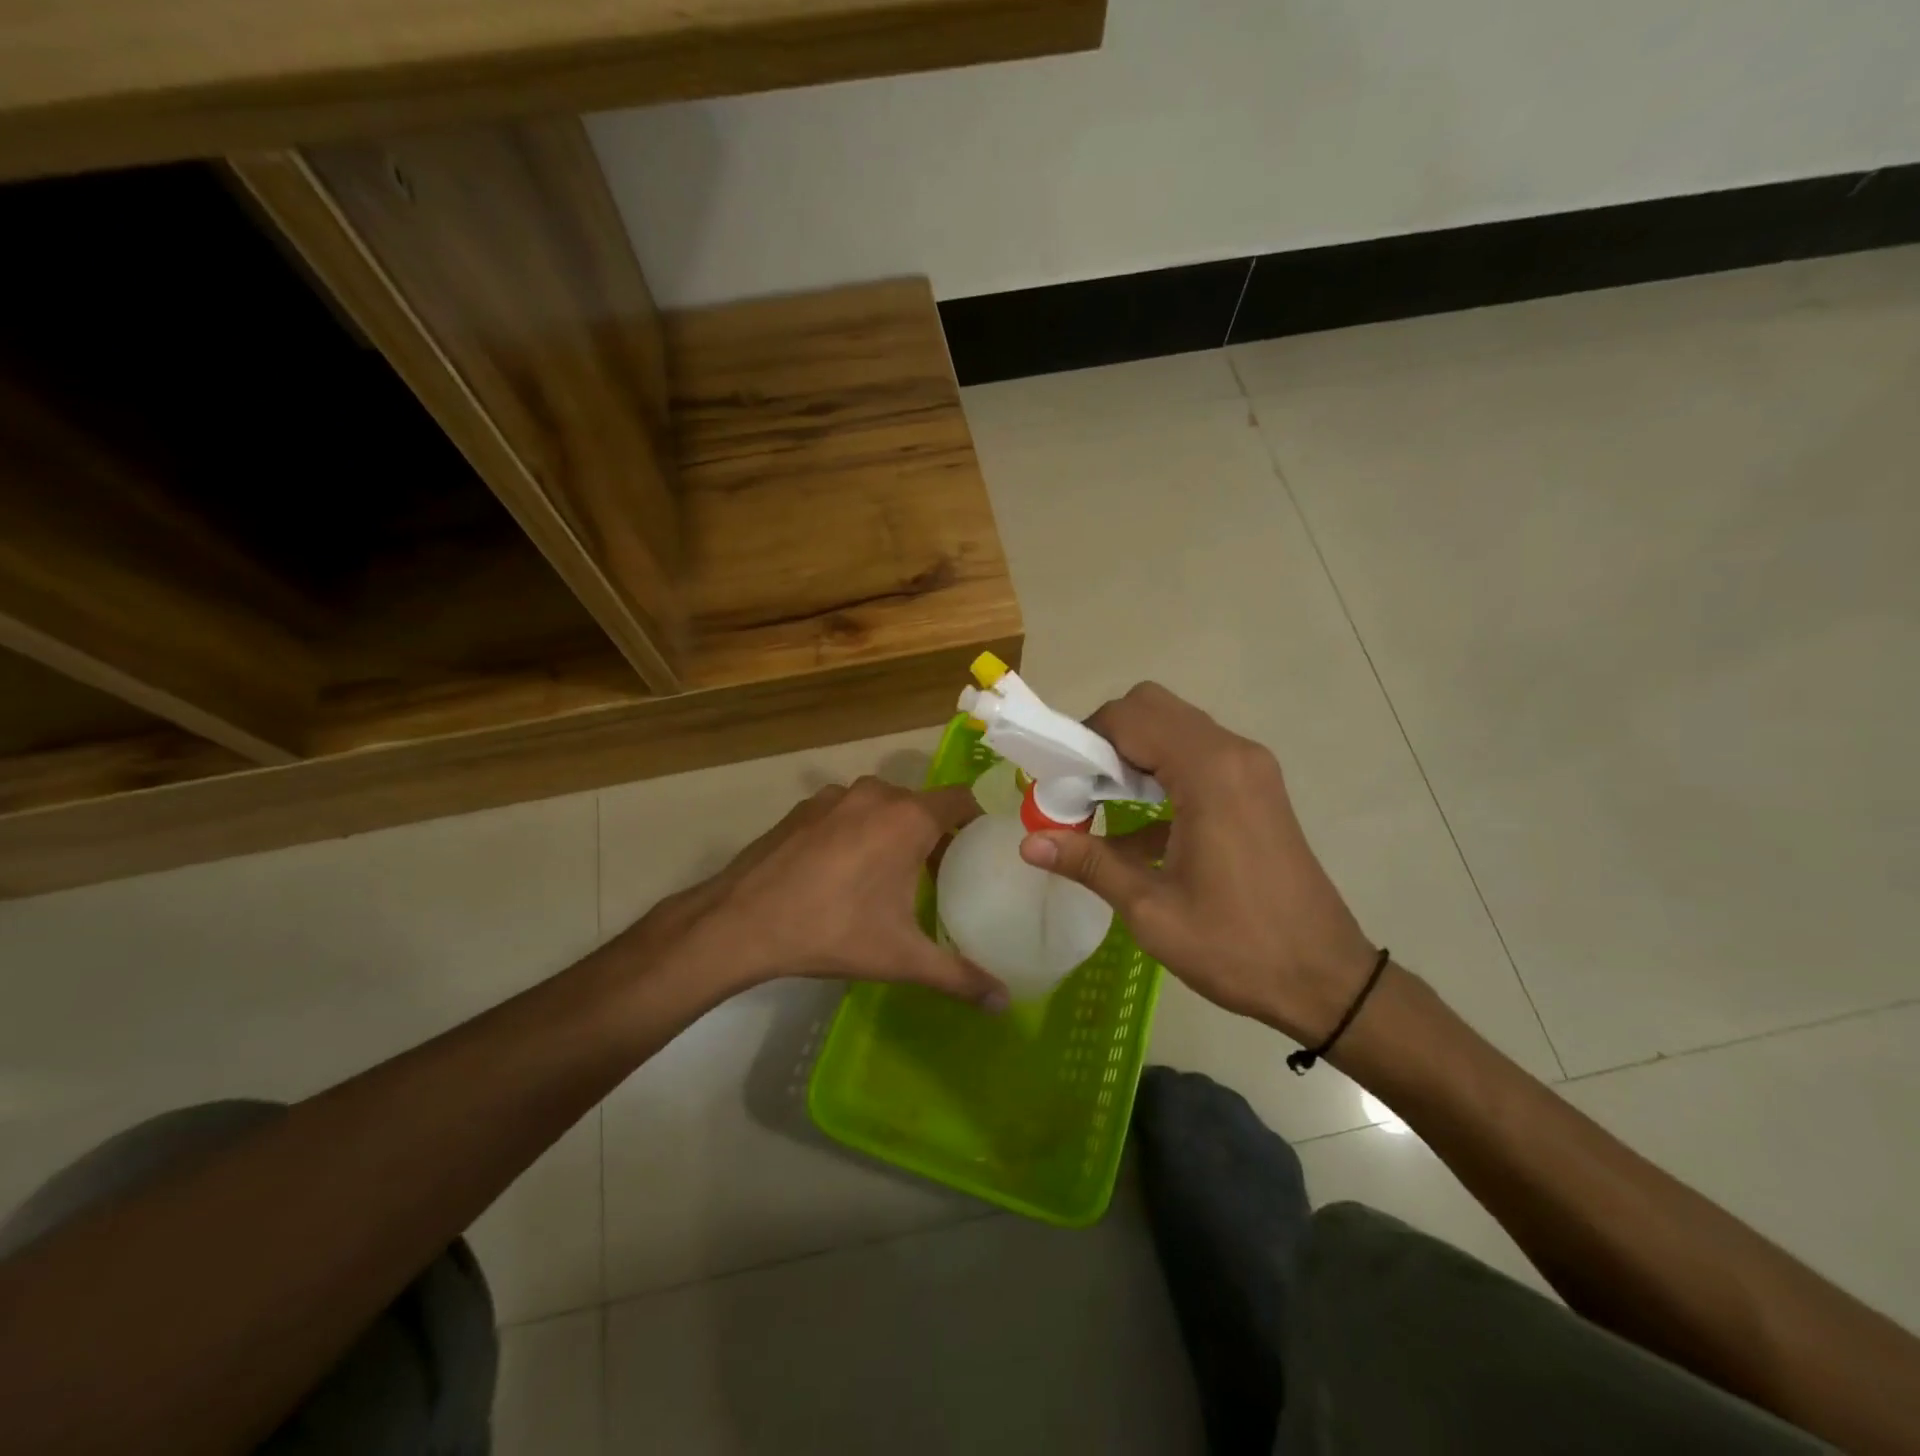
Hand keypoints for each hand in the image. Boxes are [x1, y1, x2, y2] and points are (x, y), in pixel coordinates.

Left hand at [620, 777, 1009, 1011]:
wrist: (741, 922)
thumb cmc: (832, 931)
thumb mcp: (901, 958)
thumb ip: (959, 976)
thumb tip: (1006, 1004)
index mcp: (909, 818)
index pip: (963, 800)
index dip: (978, 821)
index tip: (984, 849)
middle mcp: (877, 793)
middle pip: (923, 805)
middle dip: (935, 834)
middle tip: (941, 874)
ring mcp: (836, 796)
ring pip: (882, 806)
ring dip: (893, 831)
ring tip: (891, 874)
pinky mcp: (805, 807)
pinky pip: (848, 811)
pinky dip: (857, 830)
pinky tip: (843, 870)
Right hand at [1019, 682, 1376, 1044]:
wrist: (1326, 979)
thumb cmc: (1237, 946)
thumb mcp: (1151, 910)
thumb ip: (1089, 863)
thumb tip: (1028, 843)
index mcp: (1209, 773)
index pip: (1130, 717)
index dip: (1083, 738)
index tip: (1057, 780)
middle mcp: (1233, 753)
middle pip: (1152, 707)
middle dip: (1105, 738)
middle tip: (1080, 787)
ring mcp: (1250, 767)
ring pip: (1175, 727)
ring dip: (1131, 752)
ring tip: (1101, 802)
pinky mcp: (1257, 787)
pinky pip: (1196, 755)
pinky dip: (1159, 771)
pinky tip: (1139, 827)